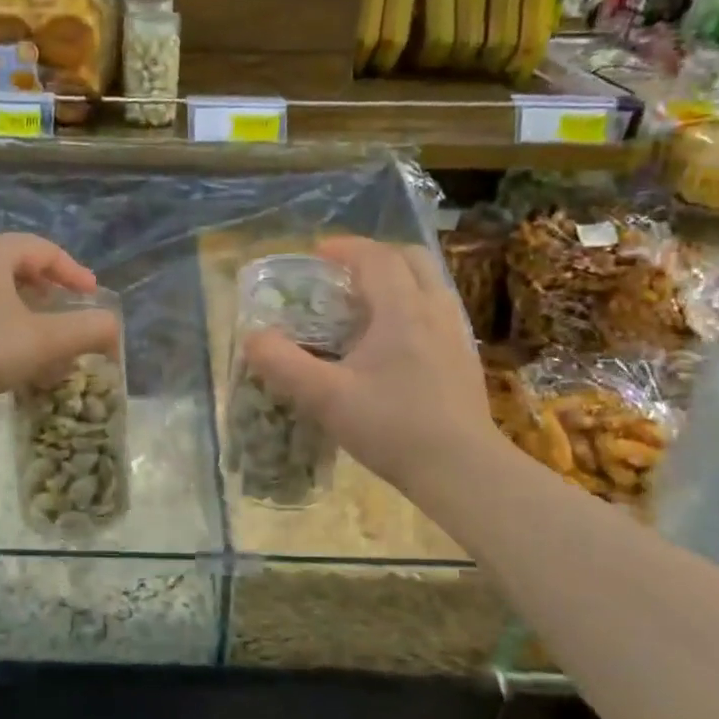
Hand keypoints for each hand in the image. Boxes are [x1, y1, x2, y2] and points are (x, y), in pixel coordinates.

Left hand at [0, 234, 119, 417]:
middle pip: (14, 262)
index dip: (73, 271)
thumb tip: (113, 326)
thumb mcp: (42, 341)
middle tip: (63, 310)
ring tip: (32, 331)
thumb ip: (86, 330)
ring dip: (17, 303)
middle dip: (45, 286)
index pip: (43, 249)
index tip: (91, 295)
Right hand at [242, 236, 503, 496]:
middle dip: (376, 256)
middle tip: (344, 275)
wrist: (462, 470)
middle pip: (411, 259)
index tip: (318, 254)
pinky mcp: (465, 359)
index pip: (376, 257)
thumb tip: (252, 338)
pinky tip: (394, 342)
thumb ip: (283, 364)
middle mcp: (435, 311)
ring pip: (430, 283)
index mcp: (401, 310)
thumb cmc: (392, 427)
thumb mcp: (325, 398)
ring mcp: (456, 334)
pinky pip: (438, 311)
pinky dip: (413, 306)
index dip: (345, 248)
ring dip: (398, 280)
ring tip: (367, 305)